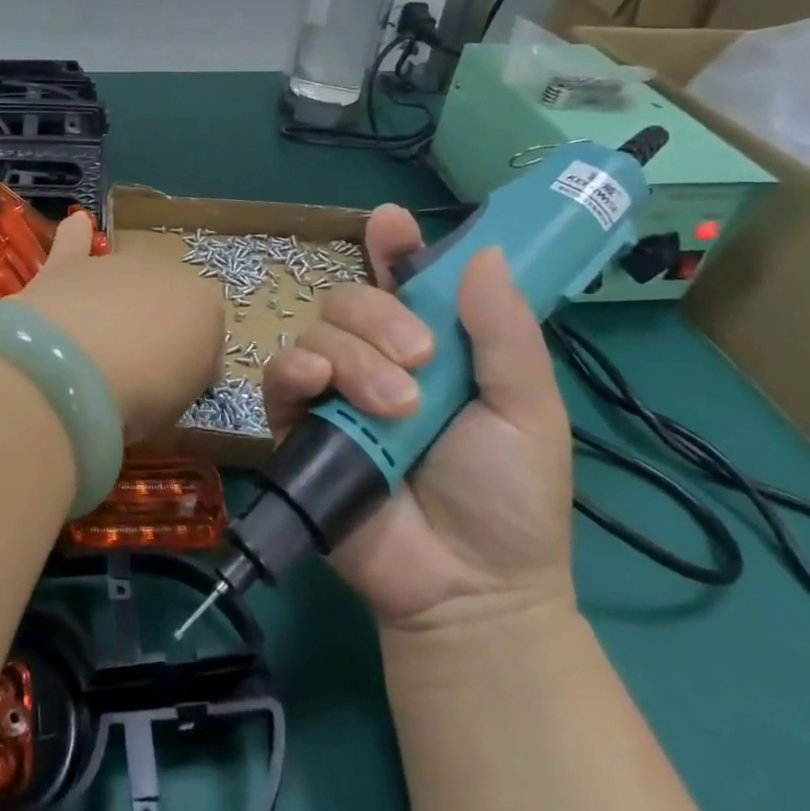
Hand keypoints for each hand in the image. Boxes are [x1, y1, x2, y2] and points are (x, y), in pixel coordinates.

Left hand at [19, 213, 223, 440]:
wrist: (76, 368)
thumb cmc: (141, 396)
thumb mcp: (179, 406)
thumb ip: (181, 381)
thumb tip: (172, 375)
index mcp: (204, 306)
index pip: (207, 332)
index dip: (192, 362)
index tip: (174, 388)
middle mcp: (164, 272)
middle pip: (162, 302)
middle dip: (151, 328)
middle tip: (131, 371)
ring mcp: (114, 265)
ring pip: (121, 281)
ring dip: (114, 303)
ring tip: (92, 346)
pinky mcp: (67, 265)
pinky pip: (75, 240)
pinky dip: (75, 237)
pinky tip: (76, 226)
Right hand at [261, 205, 574, 634]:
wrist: (469, 588)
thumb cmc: (509, 498)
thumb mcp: (529, 412)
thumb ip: (505, 334)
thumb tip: (484, 252)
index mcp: (430, 346)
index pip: (402, 279)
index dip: (393, 247)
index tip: (390, 222)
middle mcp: (375, 357)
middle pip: (350, 298)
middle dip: (379, 316)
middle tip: (420, 359)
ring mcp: (334, 390)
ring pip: (317, 331)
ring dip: (355, 356)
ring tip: (396, 408)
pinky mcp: (299, 425)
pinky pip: (280, 375)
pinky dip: (296, 368)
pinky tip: (321, 383)